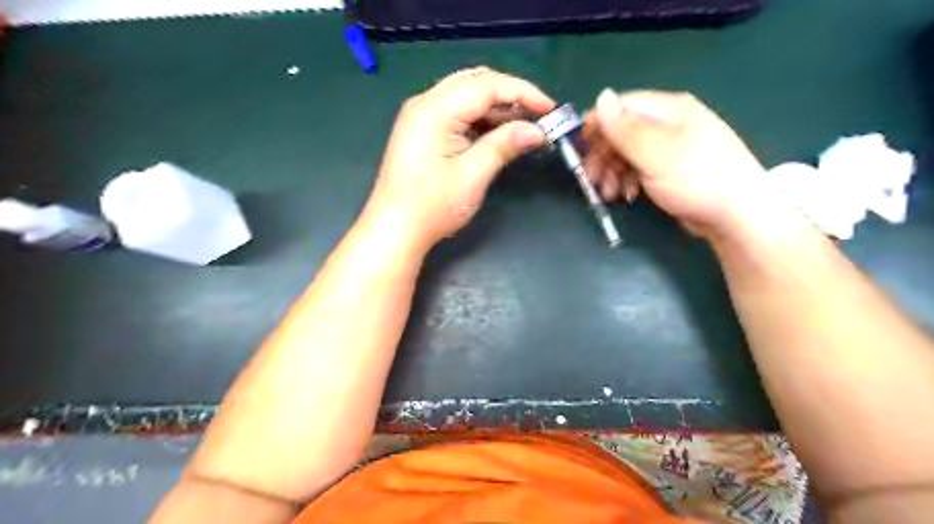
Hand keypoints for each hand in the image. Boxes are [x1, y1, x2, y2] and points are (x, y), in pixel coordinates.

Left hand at [362, 66, 552, 249]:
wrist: (394, 230)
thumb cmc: (432, 206)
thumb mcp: (473, 175)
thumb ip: (504, 145)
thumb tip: (537, 131)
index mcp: (435, 109)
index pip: (487, 85)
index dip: (523, 93)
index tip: (551, 109)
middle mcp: (424, 103)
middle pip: (475, 82)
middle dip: (510, 94)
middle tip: (538, 115)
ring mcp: (420, 116)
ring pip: (465, 95)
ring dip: (496, 106)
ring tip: (524, 125)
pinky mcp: (421, 130)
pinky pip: (455, 112)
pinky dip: (479, 118)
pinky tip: (498, 132)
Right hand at [582, 88, 772, 236]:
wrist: (735, 217)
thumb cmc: (698, 180)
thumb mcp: (658, 154)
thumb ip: (627, 129)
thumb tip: (600, 96)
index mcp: (669, 109)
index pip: (621, 107)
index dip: (598, 126)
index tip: (582, 150)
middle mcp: (667, 124)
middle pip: (620, 132)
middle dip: (603, 156)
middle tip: (592, 181)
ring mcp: (667, 148)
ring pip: (626, 153)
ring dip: (611, 173)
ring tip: (608, 194)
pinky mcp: (667, 170)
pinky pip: (637, 169)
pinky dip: (626, 181)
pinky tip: (625, 196)